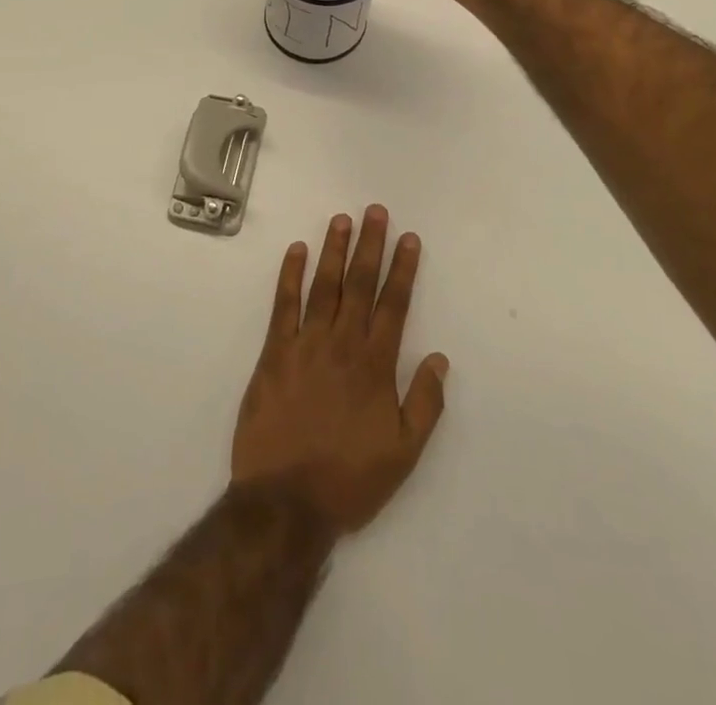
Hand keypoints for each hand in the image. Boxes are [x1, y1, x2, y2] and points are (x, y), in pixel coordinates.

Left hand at [232, 207, 447, 536]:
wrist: (285, 503)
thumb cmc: (349, 479)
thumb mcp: (403, 453)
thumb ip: (425, 403)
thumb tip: (440, 358)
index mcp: (375, 364)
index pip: (393, 304)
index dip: (403, 269)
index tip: (409, 238)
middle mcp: (342, 344)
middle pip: (360, 284)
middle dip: (370, 245)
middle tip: (375, 211)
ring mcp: (305, 344)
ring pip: (324, 286)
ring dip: (334, 250)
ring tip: (341, 219)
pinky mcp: (274, 353)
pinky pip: (283, 305)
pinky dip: (290, 275)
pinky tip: (296, 250)